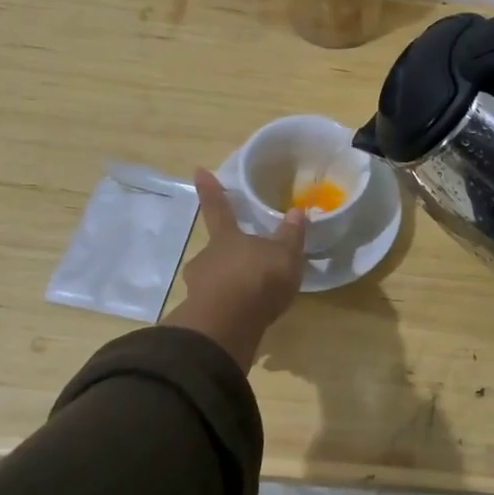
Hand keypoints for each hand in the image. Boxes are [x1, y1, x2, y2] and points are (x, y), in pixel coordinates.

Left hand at [164, 170, 307, 368]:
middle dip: (228, 255)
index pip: (218, 208)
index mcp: (226, 238)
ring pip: (213, 279)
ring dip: (228, 284)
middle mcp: (207, 258)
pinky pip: (216, 305)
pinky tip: (244, 317)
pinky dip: (228, 308)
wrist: (228, 324)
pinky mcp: (200, 315)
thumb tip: (296, 212)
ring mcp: (199, 287)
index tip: (197, 170)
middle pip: (216, 250)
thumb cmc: (257, 278)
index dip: (210, 189)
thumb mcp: (285, 255)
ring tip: (250, 296)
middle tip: (246, 264)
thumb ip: (290, 236)